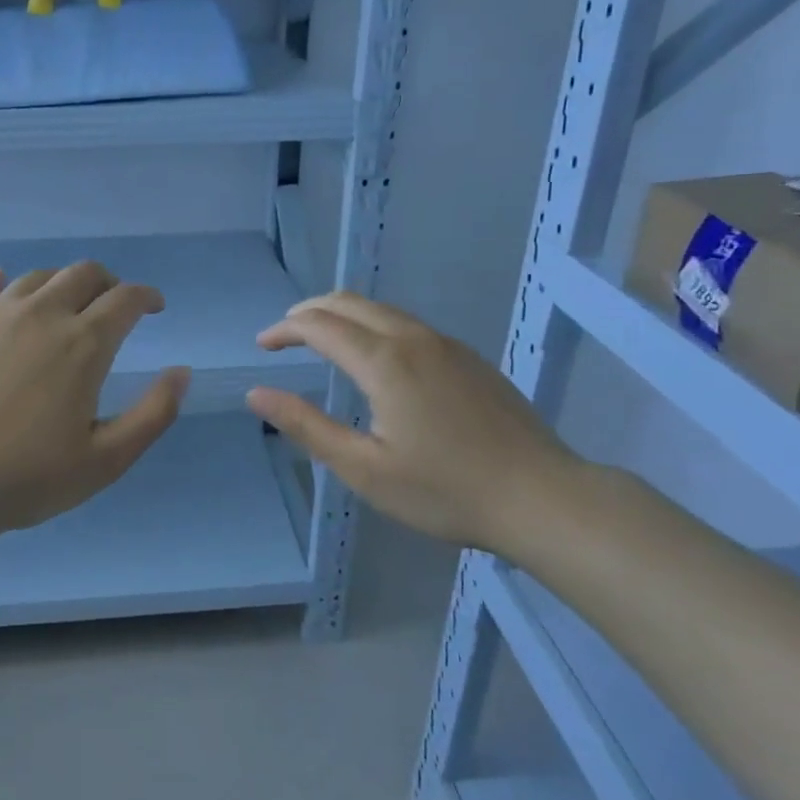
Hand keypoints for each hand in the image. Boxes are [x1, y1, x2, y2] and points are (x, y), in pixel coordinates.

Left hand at [0, 262, 188, 559]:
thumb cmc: (28, 478)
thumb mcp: (107, 459)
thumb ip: (154, 413)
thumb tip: (181, 371)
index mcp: (83, 343)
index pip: (126, 298)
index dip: (147, 296)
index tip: (154, 307)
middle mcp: (41, 314)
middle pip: (83, 274)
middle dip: (108, 283)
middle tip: (112, 305)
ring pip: (37, 277)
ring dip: (61, 284)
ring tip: (64, 305)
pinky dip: (3, 282)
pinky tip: (5, 287)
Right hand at [246, 291, 582, 558]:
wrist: (542, 497)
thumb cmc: (446, 491)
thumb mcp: (365, 469)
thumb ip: (308, 426)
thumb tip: (257, 394)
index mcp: (384, 363)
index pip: (319, 325)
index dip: (284, 330)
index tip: (262, 346)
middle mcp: (413, 339)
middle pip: (349, 302)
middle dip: (309, 311)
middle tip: (284, 335)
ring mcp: (446, 345)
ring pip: (381, 309)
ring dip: (342, 315)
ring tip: (321, 340)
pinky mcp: (469, 358)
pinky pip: (407, 324)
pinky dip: (373, 325)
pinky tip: (374, 358)